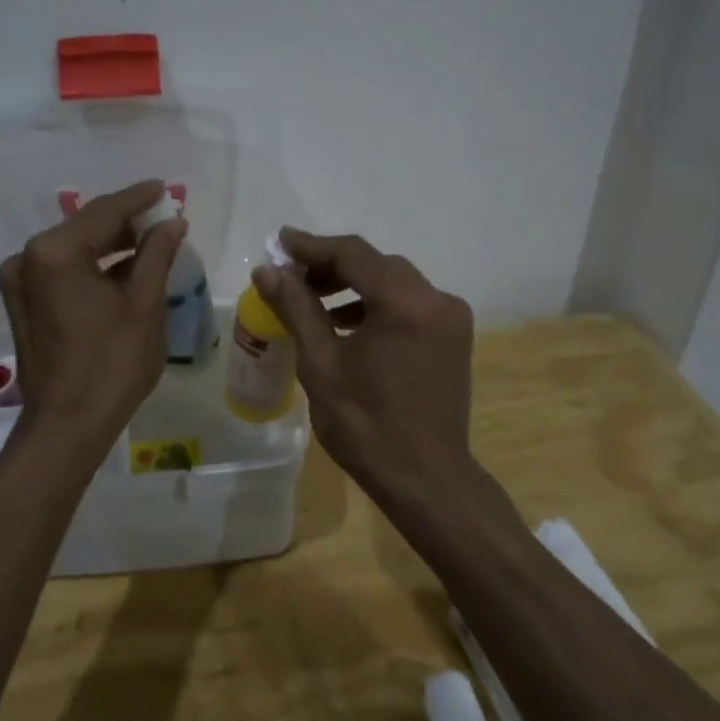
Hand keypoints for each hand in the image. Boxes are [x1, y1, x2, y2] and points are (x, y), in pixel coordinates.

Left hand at [0, 179, 185, 448]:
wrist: (67, 425)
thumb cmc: (112, 364)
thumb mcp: (144, 305)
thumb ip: (157, 254)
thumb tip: (172, 222)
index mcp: (55, 252)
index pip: (104, 211)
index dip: (138, 198)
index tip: (165, 187)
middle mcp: (28, 258)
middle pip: (85, 227)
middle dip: (125, 223)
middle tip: (164, 219)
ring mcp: (19, 281)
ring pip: (74, 249)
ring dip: (110, 246)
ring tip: (151, 244)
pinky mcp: (22, 302)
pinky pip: (62, 270)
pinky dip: (92, 266)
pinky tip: (124, 269)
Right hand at [251, 230, 474, 495]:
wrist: (426, 479)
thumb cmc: (366, 425)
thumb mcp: (321, 364)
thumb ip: (297, 309)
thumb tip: (266, 270)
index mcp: (406, 303)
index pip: (353, 255)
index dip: (312, 245)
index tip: (279, 241)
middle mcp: (436, 300)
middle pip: (377, 264)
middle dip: (331, 264)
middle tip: (290, 273)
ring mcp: (450, 318)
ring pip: (394, 282)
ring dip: (353, 284)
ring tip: (312, 297)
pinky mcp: (453, 337)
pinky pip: (409, 304)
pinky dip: (376, 304)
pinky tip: (346, 322)